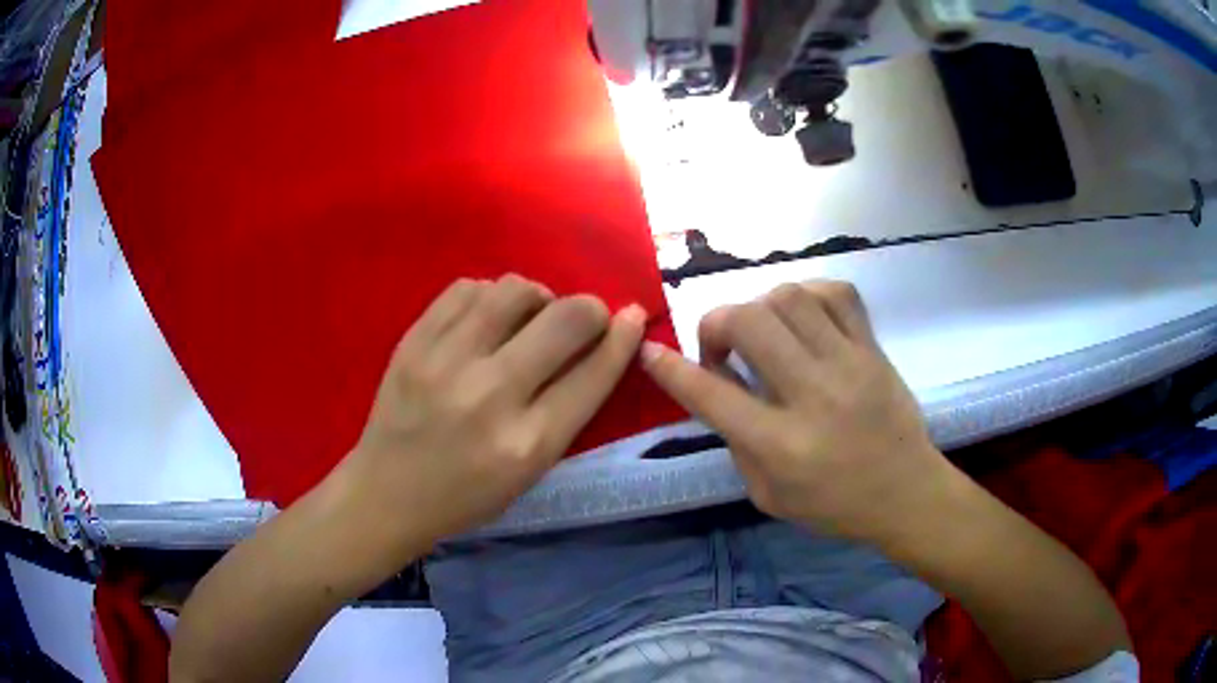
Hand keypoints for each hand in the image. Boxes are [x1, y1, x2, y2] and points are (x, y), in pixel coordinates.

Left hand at [341, 275, 645, 556]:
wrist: (386, 493)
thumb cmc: (466, 496)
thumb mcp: (530, 472)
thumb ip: (566, 411)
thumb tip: (600, 345)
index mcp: (528, 443)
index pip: (593, 373)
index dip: (623, 337)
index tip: (631, 316)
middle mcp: (491, 395)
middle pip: (565, 319)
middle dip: (589, 310)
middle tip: (582, 319)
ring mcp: (446, 361)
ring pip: (515, 289)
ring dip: (538, 297)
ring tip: (528, 318)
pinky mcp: (413, 341)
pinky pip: (468, 288)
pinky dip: (490, 296)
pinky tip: (486, 319)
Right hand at [641, 280, 950, 544]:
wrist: (907, 492)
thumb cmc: (834, 505)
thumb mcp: (768, 496)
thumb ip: (737, 443)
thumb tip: (716, 390)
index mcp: (781, 445)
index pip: (711, 394)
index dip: (671, 368)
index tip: (650, 351)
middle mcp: (812, 395)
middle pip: (748, 323)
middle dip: (716, 324)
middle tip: (722, 348)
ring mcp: (849, 364)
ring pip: (788, 297)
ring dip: (759, 307)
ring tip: (763, 332)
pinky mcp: (873, 348)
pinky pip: (836, 293)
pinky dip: (807, 295)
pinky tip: (802, 317)